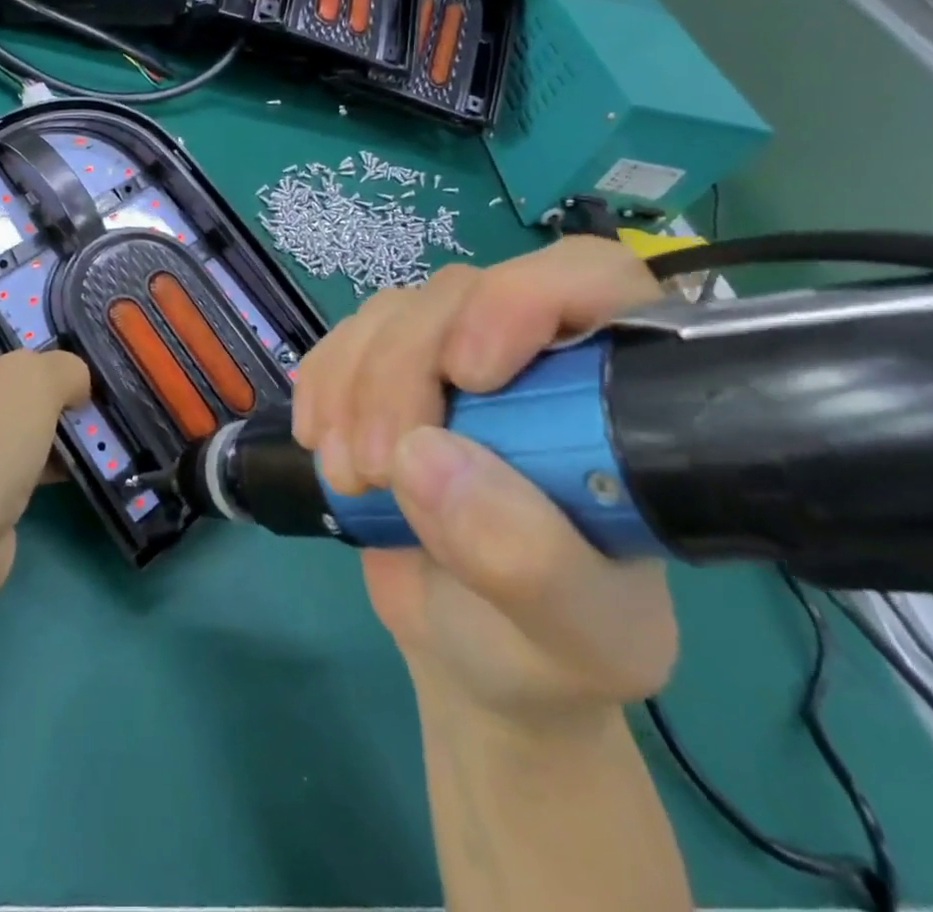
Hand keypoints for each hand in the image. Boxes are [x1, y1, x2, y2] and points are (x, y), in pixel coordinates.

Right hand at [292, 239, 677, 727]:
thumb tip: (426, 457)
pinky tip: (321, 441)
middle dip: (404, 372)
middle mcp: (530, 356)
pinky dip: (322, 382)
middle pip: (458, 294)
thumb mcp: (573, 634)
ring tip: (352, 479)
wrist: (473, 654)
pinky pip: (342, 339)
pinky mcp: (385, 372)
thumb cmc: (546, 647)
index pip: (588, 278)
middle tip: (379, 470)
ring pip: (392, 312)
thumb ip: (526, 557)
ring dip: (353, 384)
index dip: (523, 298)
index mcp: (611, 397)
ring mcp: (448, 357)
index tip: (470, 375)